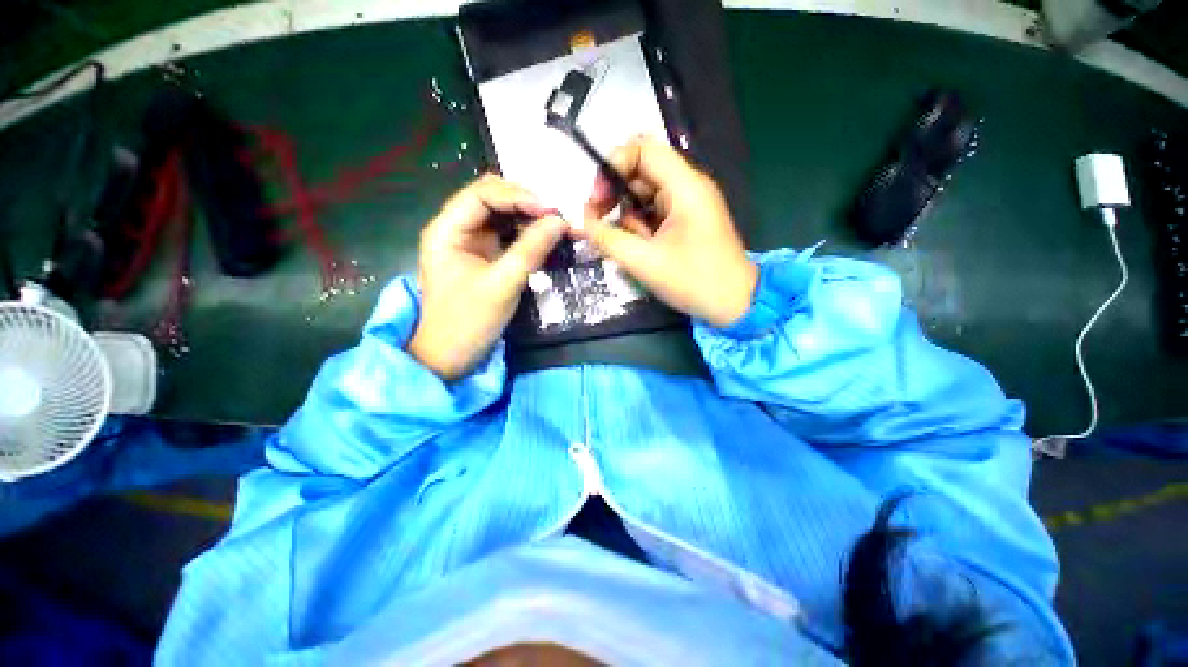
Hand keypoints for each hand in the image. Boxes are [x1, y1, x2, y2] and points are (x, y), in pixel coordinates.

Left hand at [408, 175, 566, 380]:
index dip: (518, 196)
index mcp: (446, 230)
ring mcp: (469, 242)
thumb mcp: (503, 284)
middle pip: (491, 198)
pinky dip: (526, 233)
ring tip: (556, 225)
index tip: (551, 211)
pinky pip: (506, 234)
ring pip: (500, 214)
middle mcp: (455, 228)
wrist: (450, 356)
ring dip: (528, 217)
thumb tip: (560, 221)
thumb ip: (531, 250)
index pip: (482, 194)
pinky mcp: (482, 256)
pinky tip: (544, 237)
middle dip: (525, 203)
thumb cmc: (469, 321)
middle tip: (556, 217)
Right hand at [574, 136, 756, 327]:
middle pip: (640, 172)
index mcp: (685, 187)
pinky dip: (640, 227)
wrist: (734, 304)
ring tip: (631, 247)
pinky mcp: (686, 220)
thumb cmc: (693, 282)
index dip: (613, 166)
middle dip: (615, 195)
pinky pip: (653, 212)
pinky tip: (641, 249)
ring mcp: (688, 204)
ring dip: (628, 218)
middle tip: (599, 223)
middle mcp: (688, 187)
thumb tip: (581, 222)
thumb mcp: (644, 262)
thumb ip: (608, 239)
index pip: (642, 149)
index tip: (596, 199)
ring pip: (643, 195)